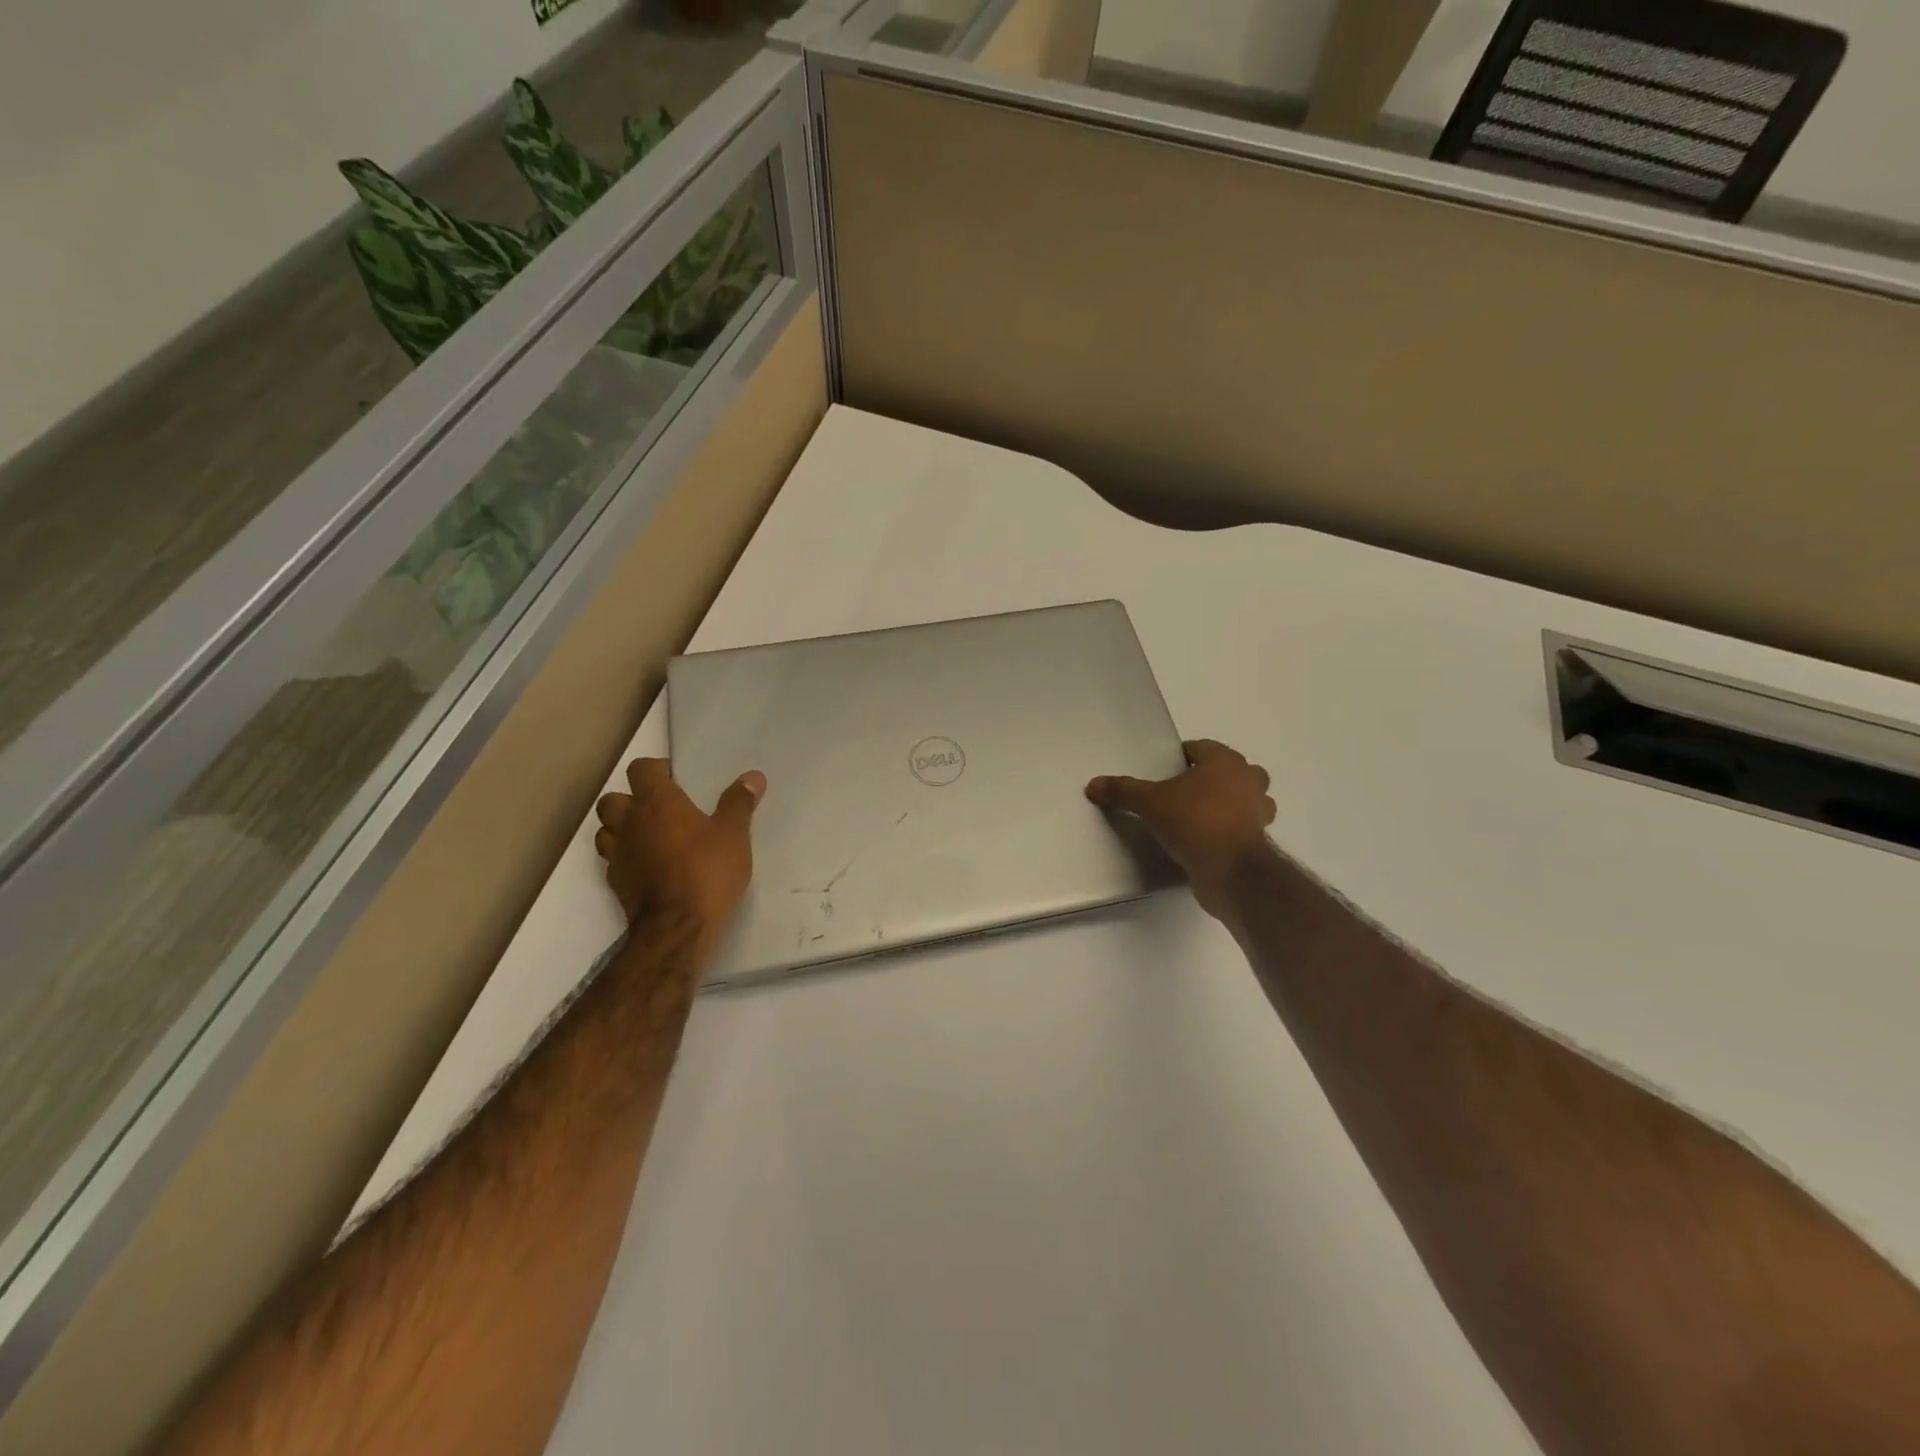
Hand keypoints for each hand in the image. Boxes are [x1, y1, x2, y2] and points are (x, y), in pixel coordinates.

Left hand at [594, 758, 764, 932]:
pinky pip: (613, 859)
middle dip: (631, 798)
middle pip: (613, 799)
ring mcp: (618, 854)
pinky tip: (648, 866)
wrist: (677, 928)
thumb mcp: (734, 834)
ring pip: (606, 829)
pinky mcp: (616, 883)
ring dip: (622, 827)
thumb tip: (753, 776)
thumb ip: (739, 803)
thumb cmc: (707, 871)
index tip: (676, 778)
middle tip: (660, 809)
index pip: (640, 769)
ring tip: (650, 836)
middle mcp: (630, 823)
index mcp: (657, 803)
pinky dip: (626, 857)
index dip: (656, 769)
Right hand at [1087, 739, 1275, 918]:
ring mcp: (1259, 811)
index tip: (1165, 770)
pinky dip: (1229, 831)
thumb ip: (1123, 791)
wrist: (1230, 871)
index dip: (1182, 756)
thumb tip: (1093, 785)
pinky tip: (1206, 841)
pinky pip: (1242, 827)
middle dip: (1211, 778)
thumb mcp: (1150, 803)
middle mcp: (1249, 780)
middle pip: (1230, 771)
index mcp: (1225, 762)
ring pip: (1245, 799)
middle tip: (1182, 792)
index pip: (1202, 748)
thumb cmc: (1194, 821)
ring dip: (1228, 804)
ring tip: (1196, 817)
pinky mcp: (1259, 841)